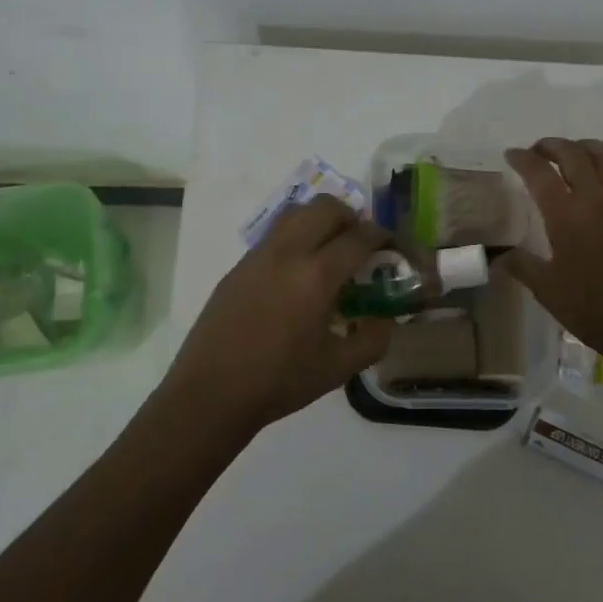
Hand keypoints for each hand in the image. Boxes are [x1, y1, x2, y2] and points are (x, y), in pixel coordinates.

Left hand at [161, 195, 393, 439]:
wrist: (210, 393)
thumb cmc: (279, 382)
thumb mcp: (338, 368)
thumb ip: (373, 340)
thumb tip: (386, 319)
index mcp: (316, 276)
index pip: (358, 237)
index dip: (382, 235)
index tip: (391, 244)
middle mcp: (288, 253)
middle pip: (326, 208)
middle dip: (351, 216)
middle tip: (361, 240)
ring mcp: (258, 256)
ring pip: (296, 212)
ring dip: (320, 219)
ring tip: (329, 247)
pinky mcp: (239, 266)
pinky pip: (274, 234)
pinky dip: (296, 236)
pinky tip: (297, 271)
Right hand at [502, 138, 602, 375]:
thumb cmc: (588, 309)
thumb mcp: (544, 289)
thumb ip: (520, 265)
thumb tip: (496, 256)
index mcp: (566, 217)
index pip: (539, 174)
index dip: (522, 159)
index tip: (512, 155)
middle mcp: (596, 202)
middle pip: (574, 156)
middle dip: (552, 146)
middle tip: (539, 151)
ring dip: (591, 147)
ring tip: (577, 151)